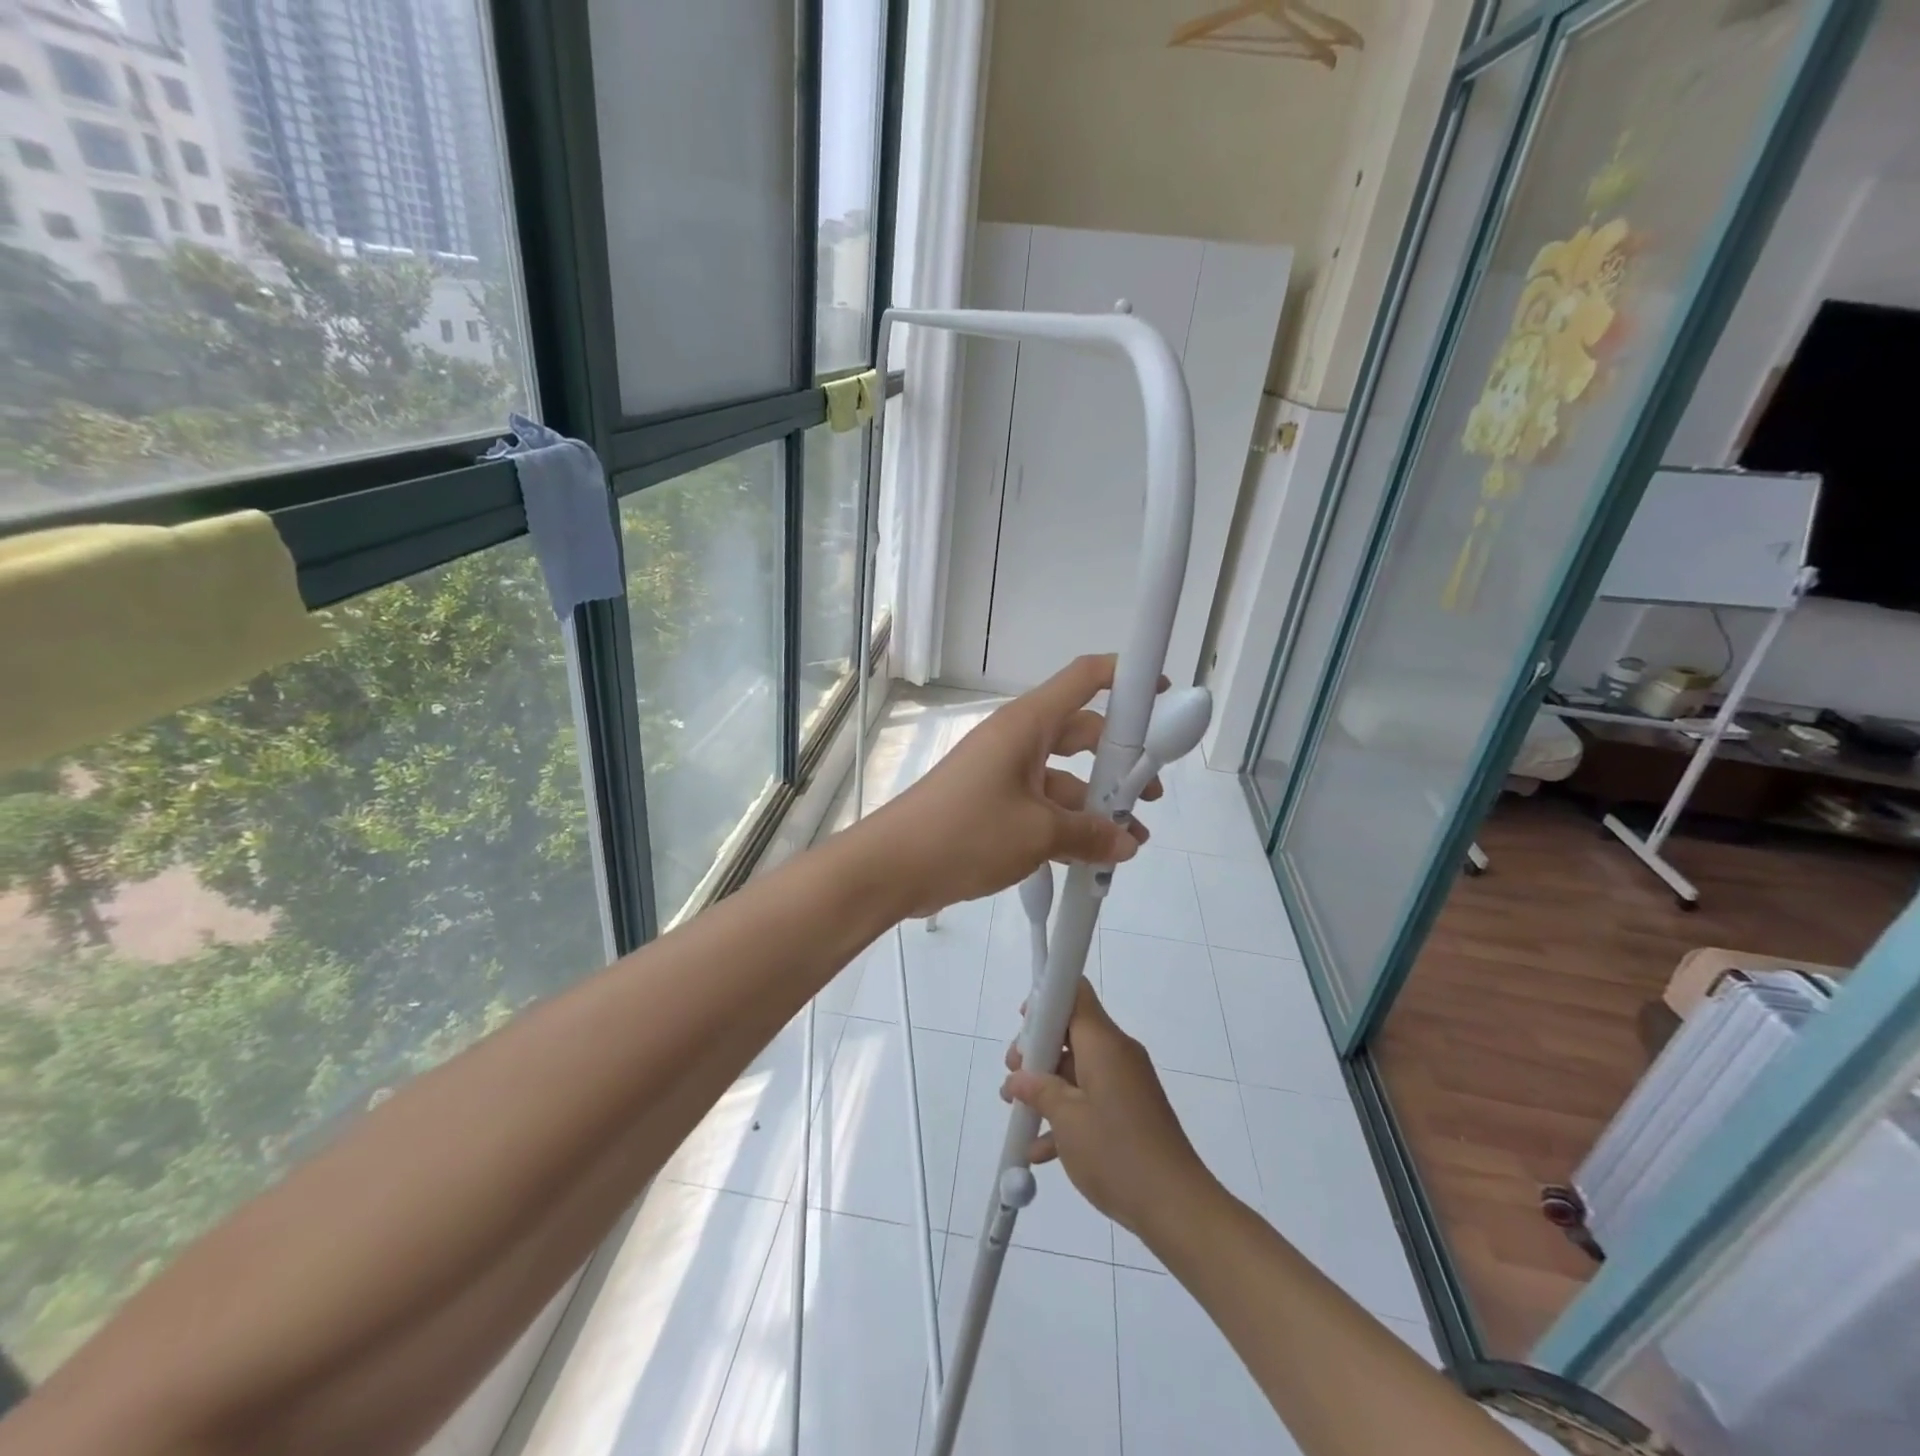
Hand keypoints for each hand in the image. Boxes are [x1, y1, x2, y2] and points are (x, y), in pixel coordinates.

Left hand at [867, 654, 1159, 917]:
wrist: (892, 868)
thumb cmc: (966, 832)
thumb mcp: (1038, 834)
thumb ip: (1090, 835)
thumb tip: (1125, 842)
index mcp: (1026, 725)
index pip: (1084, 679)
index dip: (1125, 676)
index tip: (1160, 694)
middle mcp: (1015, 741)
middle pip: (1080, 733)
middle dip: (1119, 760)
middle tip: (1150, 792)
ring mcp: (1001, 774)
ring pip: (1062, 777)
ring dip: (1095, 804)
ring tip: (1131, 840)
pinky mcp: (991, 805)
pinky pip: (1041, 805)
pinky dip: (1067, 825)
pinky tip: (1091, 857)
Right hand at [1001, 980, 1211, 1237]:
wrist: (1176, 1207)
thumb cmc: (1116, 1153)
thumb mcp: (1067, 1120)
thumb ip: (1038, 1090)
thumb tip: (1017, 1078)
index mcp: (1104, 1043)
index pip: (1076, 994)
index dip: (1046, 999)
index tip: (1023, 1023)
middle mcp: (1117, 1053)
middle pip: (1072, 1031)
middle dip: (1037, 1050)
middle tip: (1013, 1074)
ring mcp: (1125, 1082)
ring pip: (1077, 1067)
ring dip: (1047, 1084)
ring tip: (1017, 1111)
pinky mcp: (1130, 1109)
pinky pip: (1091, 1095)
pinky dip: (1066, 1110)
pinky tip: (1040, 1147)